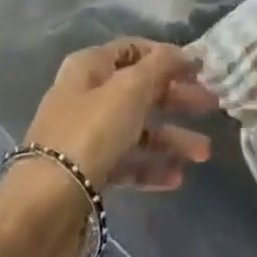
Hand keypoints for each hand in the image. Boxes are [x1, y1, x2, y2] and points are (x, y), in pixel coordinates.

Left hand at [23, 38, 217, 190]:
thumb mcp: (130, 89)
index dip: (166, 56)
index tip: (198, 68)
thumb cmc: (91, 132)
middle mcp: (86, 96)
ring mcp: (86, 136)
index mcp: (90, 67)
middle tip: (212, 106)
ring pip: (138, 129)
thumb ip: (160, 66)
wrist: (45, 206)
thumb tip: (181, 53)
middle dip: (177, 98)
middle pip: (139, 90)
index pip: (133, 49)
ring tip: (203, 154)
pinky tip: (177, 178)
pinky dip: (152, 166)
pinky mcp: (89, 173)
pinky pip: (127, 162)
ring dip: (172, 138)